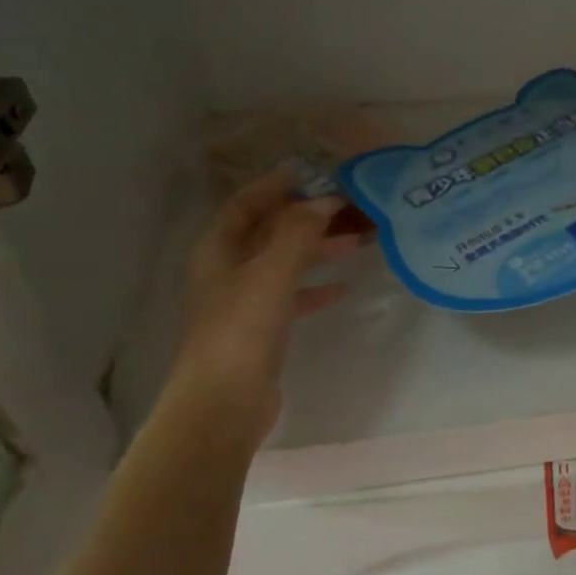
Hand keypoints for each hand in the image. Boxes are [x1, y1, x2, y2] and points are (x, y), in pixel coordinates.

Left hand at [169, 175, 354, 444]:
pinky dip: (315, 288)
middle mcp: (227, 270)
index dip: (276, 185)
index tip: (314, 173)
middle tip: (348, 207)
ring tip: (356, 242)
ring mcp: (244, 301)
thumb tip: (324, 200)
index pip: (246, 204)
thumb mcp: (271, 273)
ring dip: (316, 249)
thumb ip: (298, 233)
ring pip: (284, 263)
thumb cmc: (241, 330)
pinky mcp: (261, 329)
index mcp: (218, 250)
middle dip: (306, 217)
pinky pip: (292, 296)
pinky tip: (343, 289)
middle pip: (269, 231)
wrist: (224, 402)